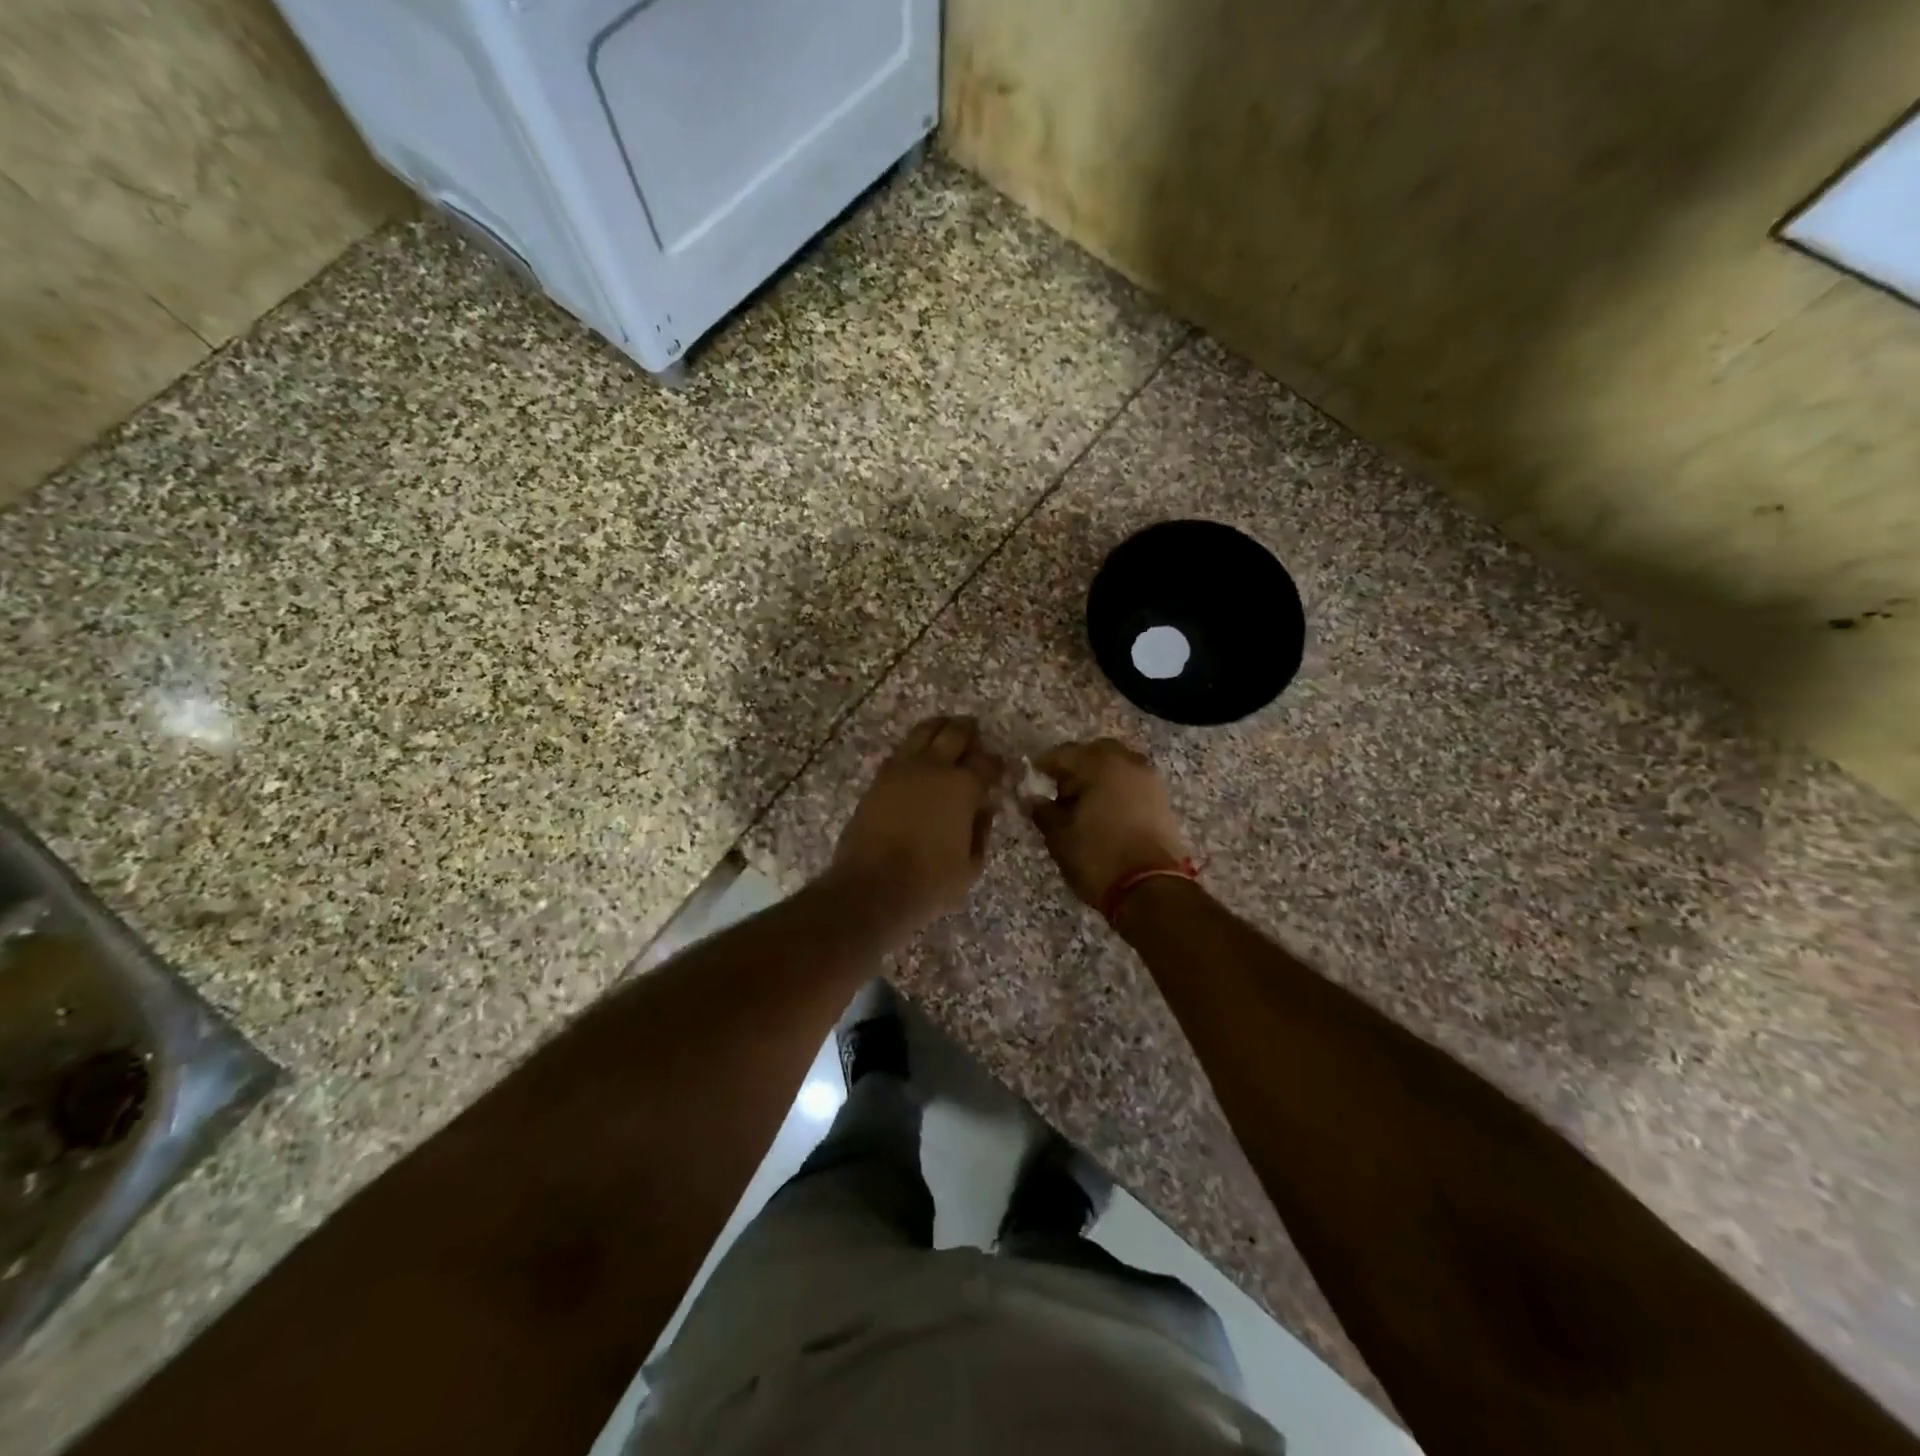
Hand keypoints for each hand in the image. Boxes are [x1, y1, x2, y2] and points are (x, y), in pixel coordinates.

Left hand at [828, 716, 1003, 933]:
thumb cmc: (929, 882)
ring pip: (923, 732)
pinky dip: (914, 747)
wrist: (872, 887)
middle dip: (968, 730)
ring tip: (946, 729)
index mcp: (962, 787)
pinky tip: (918, 754)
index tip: (1001, 767)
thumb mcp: (970, 866)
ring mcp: (901, 769)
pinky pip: (900, 751)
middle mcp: (933, 768)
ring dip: (939, 727)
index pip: (987, 762)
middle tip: (975, 731)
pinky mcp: (878, 779)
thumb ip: (981, 832)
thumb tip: (983, 809)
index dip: (997, 763)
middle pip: (954, 733)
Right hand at [1025, 738, 1190, 908]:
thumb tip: (1031, 799)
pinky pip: (1132, 783)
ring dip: (1099, 777)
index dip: (1043, 765)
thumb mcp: (1060, 837)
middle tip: (1060, 791)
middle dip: (1076, 767)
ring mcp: (1150, 781)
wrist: (1151, 890)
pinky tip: (1104, 814)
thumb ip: (1043, 811)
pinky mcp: (1162, 801)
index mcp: (1100, 765)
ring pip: (1117, 766)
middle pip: (1095, 753)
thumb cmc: (1098, 857)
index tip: (1031, 779)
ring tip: (1083, 805)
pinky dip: (1117, 790)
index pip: (1063, 753)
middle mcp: (1129, 763)